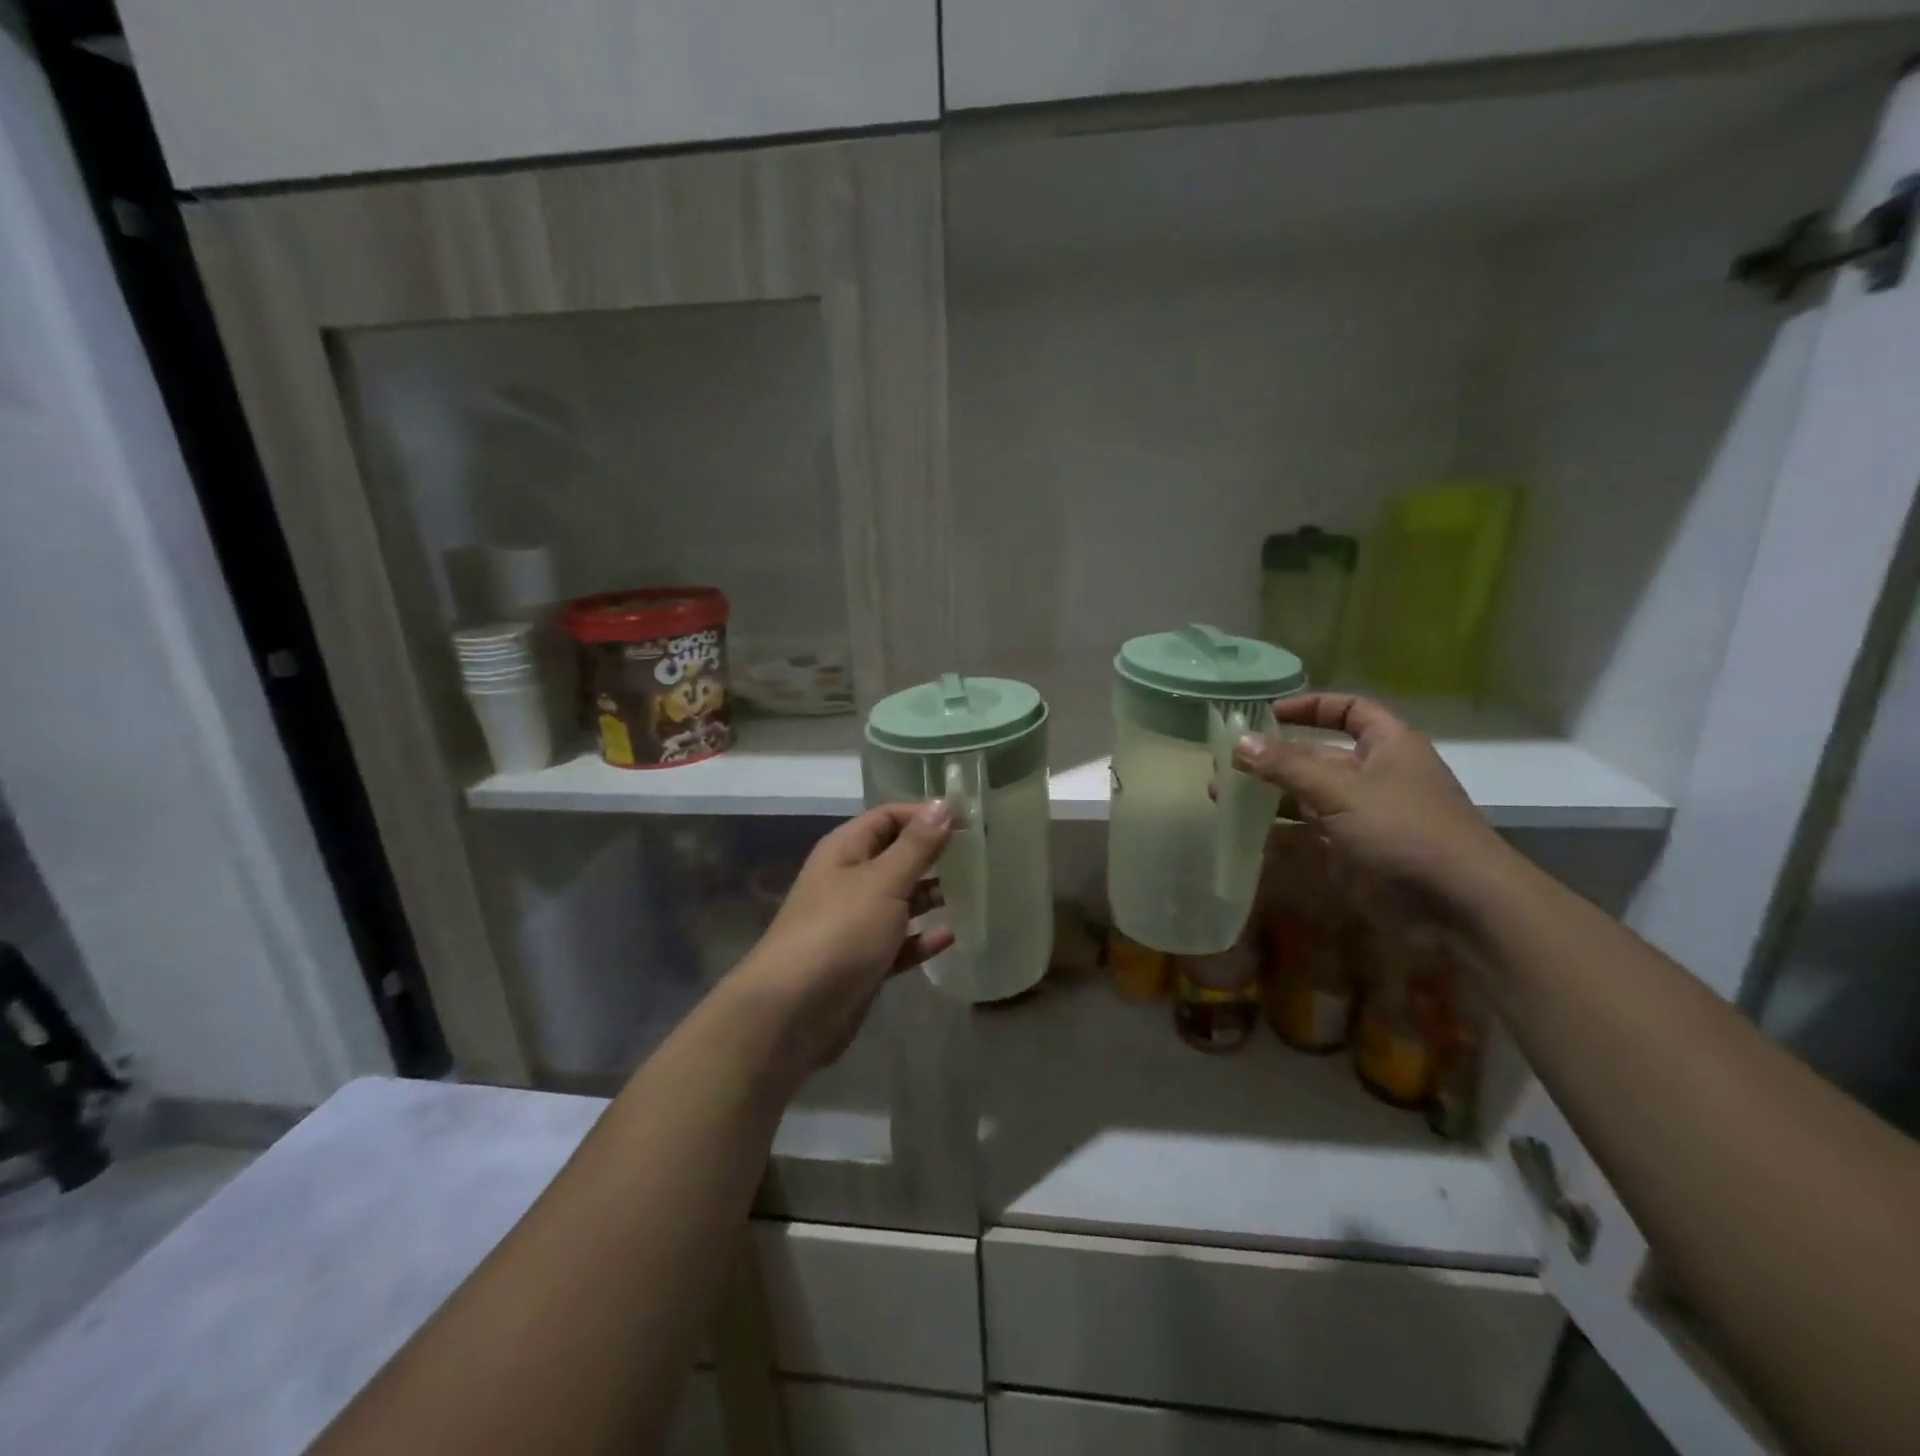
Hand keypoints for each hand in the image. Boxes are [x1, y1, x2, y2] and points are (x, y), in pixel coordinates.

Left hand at [734, 802, 954, 1072]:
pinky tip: (951, 937)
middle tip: (979, 856)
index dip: (924, 815)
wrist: (793, 1012)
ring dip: (931, 896)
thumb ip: (916, 846)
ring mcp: (854, 923)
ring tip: (974, 892)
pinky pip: (899, 942)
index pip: (888, 818)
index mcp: (845, 851)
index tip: (969, 820)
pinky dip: (922, 939)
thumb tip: (943, 804)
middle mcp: (848, 881)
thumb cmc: (840, 931)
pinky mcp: (863, 962)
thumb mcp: (883, 882)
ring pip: (899, 901)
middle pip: (896, 857)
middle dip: (933, 855)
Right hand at [1232, 693, 1512, 905]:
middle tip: (1225, 763)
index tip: (1267, 714)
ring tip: (1222, 796)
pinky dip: (1283, 828)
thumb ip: (1286, 767)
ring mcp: (1367, 814)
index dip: (1310, 707)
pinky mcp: (1357, 850)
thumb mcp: (1341, 791)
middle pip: (1319, 755)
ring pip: (1311, 794)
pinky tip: (1247, 831)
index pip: (1349, 710)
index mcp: (1388, 745)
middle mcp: (1377, 774)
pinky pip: (1313, 830)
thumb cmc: (1405, 830)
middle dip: (1274, 757)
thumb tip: (1238, 741)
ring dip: (1271, 794)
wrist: (1461, 904)